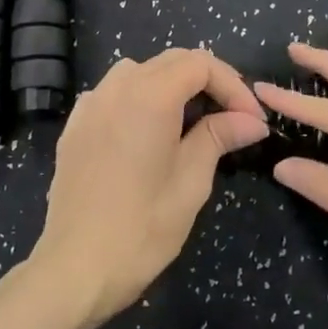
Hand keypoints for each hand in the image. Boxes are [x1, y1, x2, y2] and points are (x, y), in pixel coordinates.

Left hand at [32, 48, 268, 328]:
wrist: (76, 268)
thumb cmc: (142, 229)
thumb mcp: (191, 182)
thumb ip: (218, 137)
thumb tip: (251, 120)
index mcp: (149, 97)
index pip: (201, 64)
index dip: (233, 86)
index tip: (251, 120)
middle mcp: (116, 88)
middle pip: (171, 61)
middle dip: (208, 81)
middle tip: (233, 117)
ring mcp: (90, 105)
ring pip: (140, 71)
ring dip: (172, 85)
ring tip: (192, 121)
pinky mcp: (75, 126)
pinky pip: (113, 93)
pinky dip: (139, 98)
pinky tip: (148, 133)